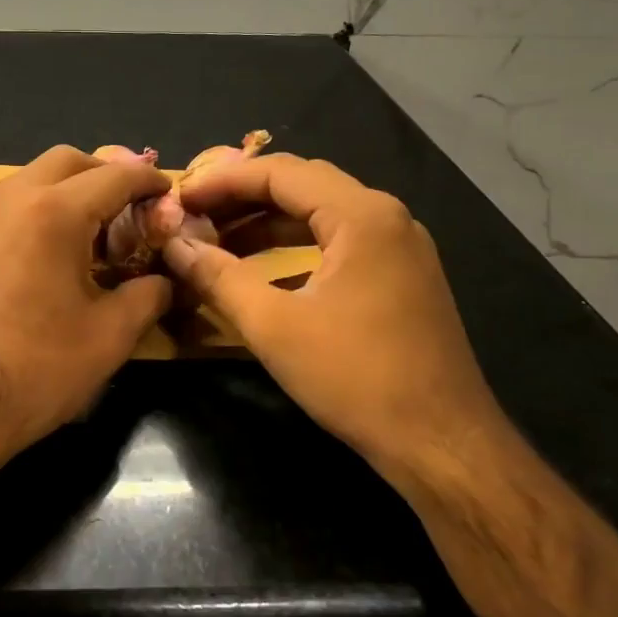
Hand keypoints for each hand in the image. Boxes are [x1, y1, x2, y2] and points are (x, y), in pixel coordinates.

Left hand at [0, 145, 172, 455]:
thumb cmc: (39, 368)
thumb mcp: (111, 334)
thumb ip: (150, 293)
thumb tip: (167, 278)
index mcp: (55, 211)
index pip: (115, 176)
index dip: (150, 182)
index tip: (171, 195)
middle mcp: (15, 197)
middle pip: (69, 160)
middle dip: (107, 174)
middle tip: (134, 211)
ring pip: (37, 176)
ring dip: (73, 189)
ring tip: (99, 233)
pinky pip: (14, 201)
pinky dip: (44, 206)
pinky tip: (59, 252)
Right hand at [162, 154, 502, 470]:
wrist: (442, 444)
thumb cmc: (357, 377)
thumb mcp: (274, 326)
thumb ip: (218, 277)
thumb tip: (174, 245)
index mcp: (361, 215)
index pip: (280, 172)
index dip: (223, 181)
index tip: (180, 199)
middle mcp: (386, 217)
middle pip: (303, 184)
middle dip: (244, 196)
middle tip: (195, 214)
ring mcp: (400, 247)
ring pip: (322, 214)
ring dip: (268, 222)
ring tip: (219, 240)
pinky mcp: (402, 276)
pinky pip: (339, 242)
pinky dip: (296, 247)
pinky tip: (263, 270)